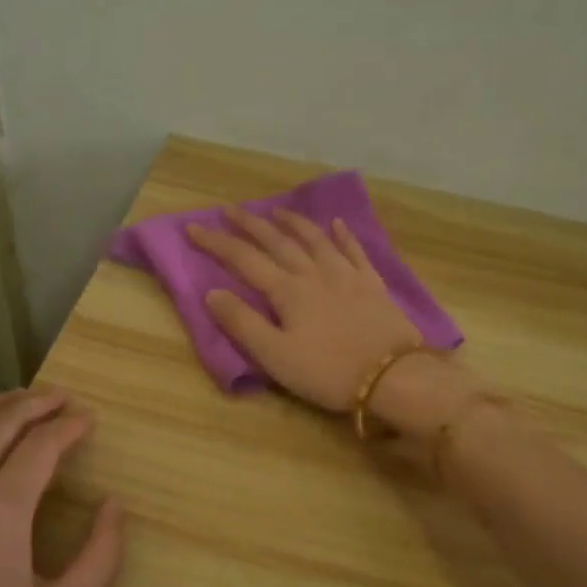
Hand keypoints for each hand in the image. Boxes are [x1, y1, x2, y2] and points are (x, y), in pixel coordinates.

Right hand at [187, 205, 422, 410]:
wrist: (393, 376)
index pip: (244, 260)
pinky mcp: (373, 285)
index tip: (193, 227)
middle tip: (231, 210)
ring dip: (294, 223)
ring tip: (278, 211)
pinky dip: (343, 235)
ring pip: (316, 239)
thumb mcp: (275, 356)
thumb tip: (211, 293)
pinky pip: (355, 251)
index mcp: (288, 291)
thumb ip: (242, 323)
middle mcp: (315, 274)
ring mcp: (347, 276)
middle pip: (278, 242)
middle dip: (251, 225)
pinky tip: (337, 224)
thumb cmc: (328, 372)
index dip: (217, 243)